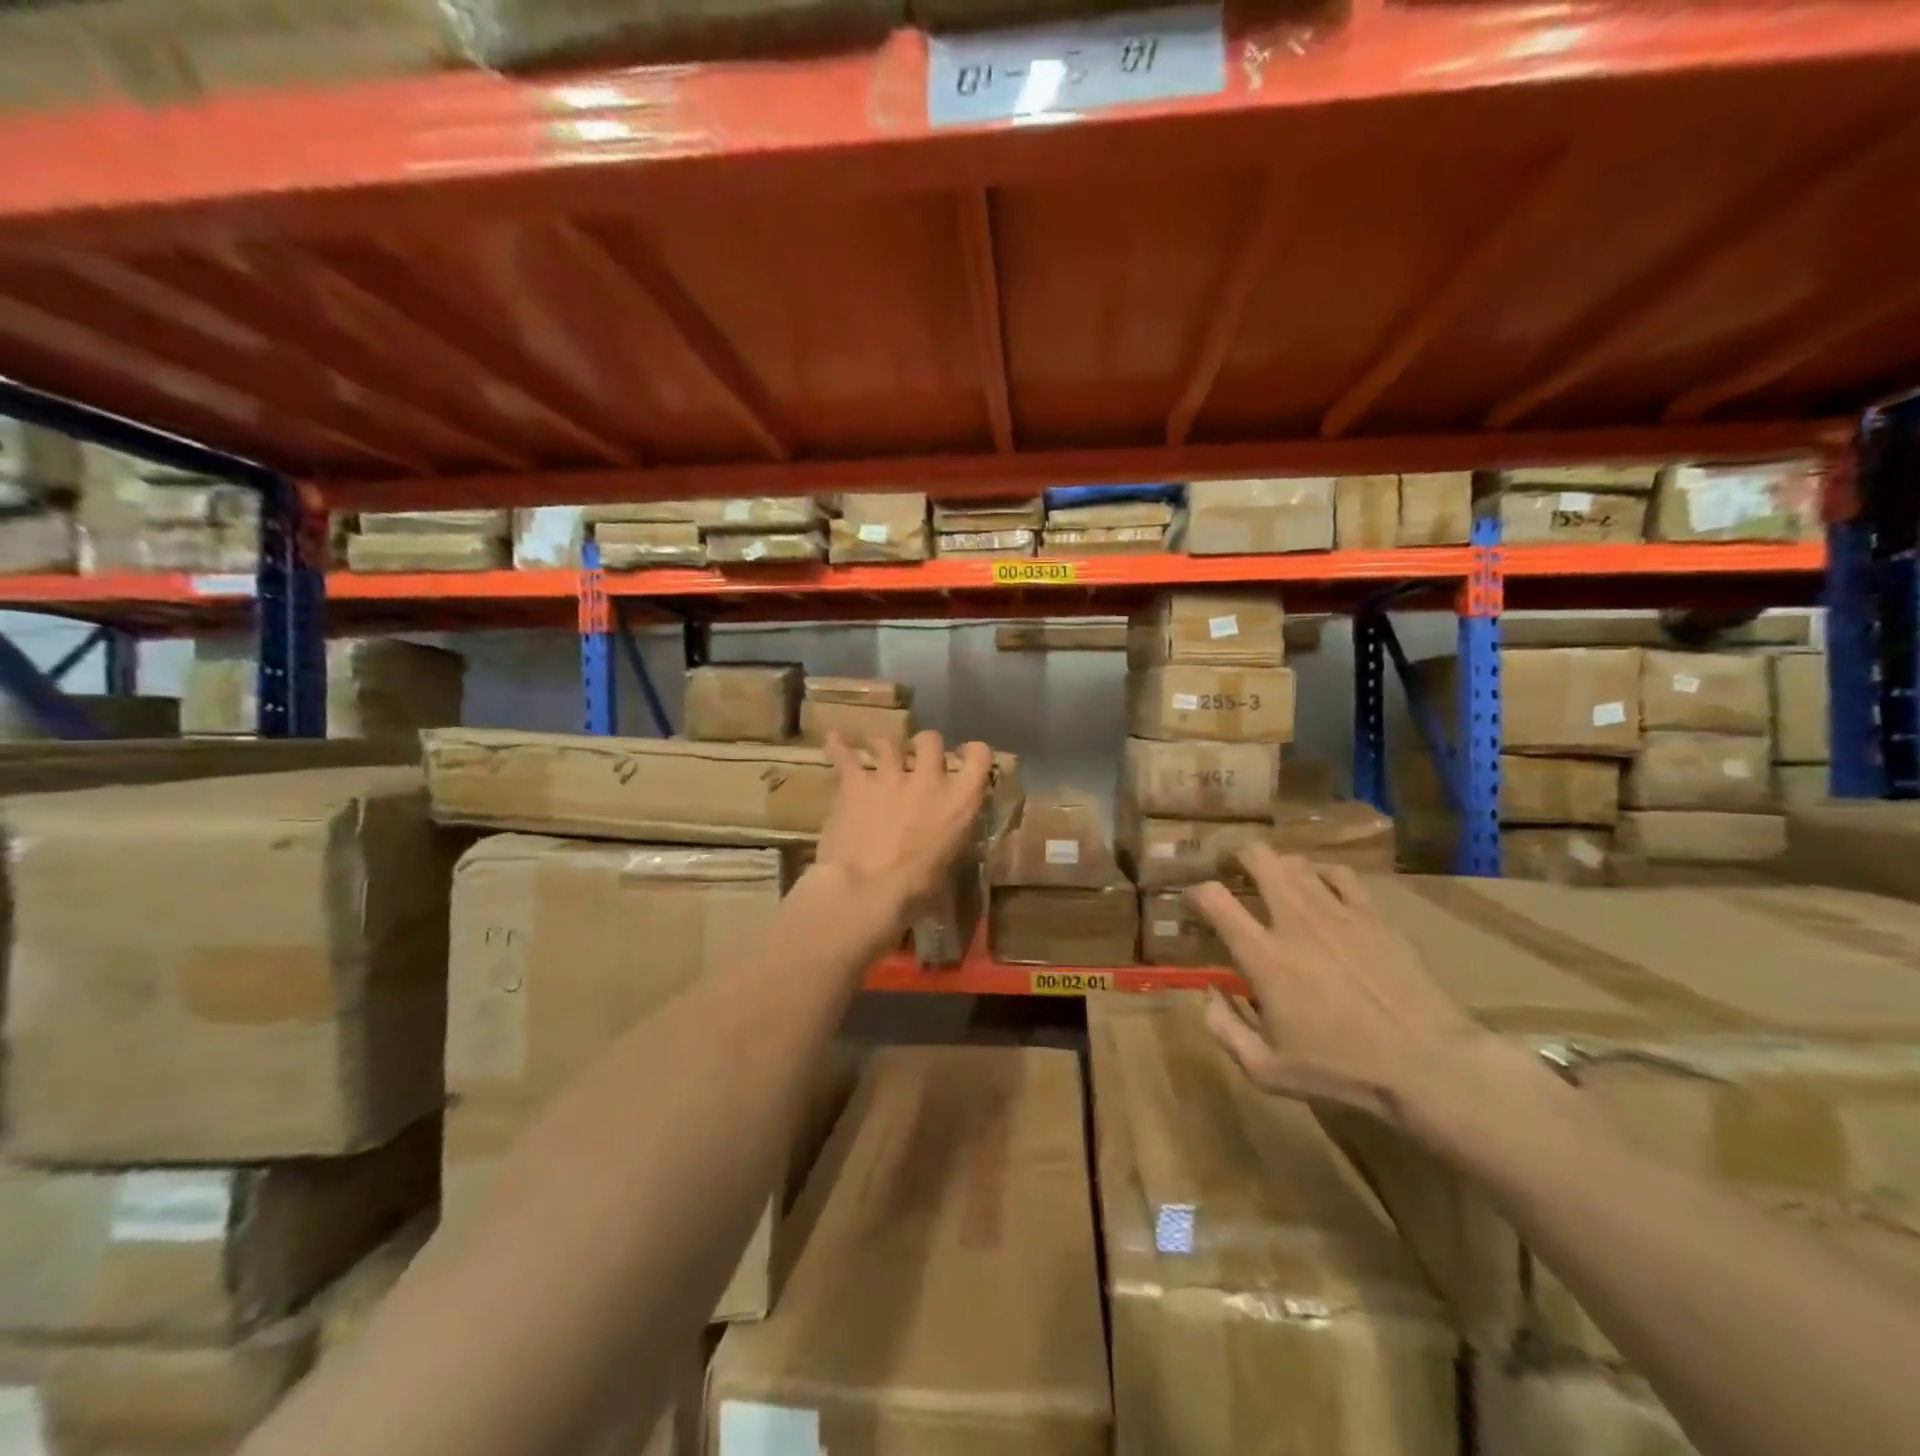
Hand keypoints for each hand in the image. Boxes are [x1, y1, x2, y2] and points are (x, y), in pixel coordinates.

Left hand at [814, 730, 992, 926]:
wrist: (865, 891)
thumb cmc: (916, 892)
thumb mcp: (950, 865)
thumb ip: (951, 839)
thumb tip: (946, 839)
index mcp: (960, 801)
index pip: (980, 756)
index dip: (973, 753)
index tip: (964, 758)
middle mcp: (929, 779)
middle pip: (931, 739)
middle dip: (925, 747)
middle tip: (918, 761)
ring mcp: (890, 776)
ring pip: (889, 742)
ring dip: (886, 748)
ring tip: (881, 757)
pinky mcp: (856, 783)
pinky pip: (846, 755)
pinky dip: (840, 746)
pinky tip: (835, 739)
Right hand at [1187, 848, 1494, 1128]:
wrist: (1429, 1065)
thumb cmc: (1343, 1070)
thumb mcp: (1267, 1070)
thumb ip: (1224, 1030)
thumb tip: (1208, 995)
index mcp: (1264, 955)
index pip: (1213, 898)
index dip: (1195, 892)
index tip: (1194, 902)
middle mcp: (1295, 921)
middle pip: (1257, 858)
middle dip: (1236, 857)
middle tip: (1231, 871)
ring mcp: (1338, 912)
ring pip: (1297, 862)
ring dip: (1277, 867)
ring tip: (1275, 881)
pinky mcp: (1374, 915)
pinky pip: (1341, 875)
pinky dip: (1321, 874)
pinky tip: (1321, 889)